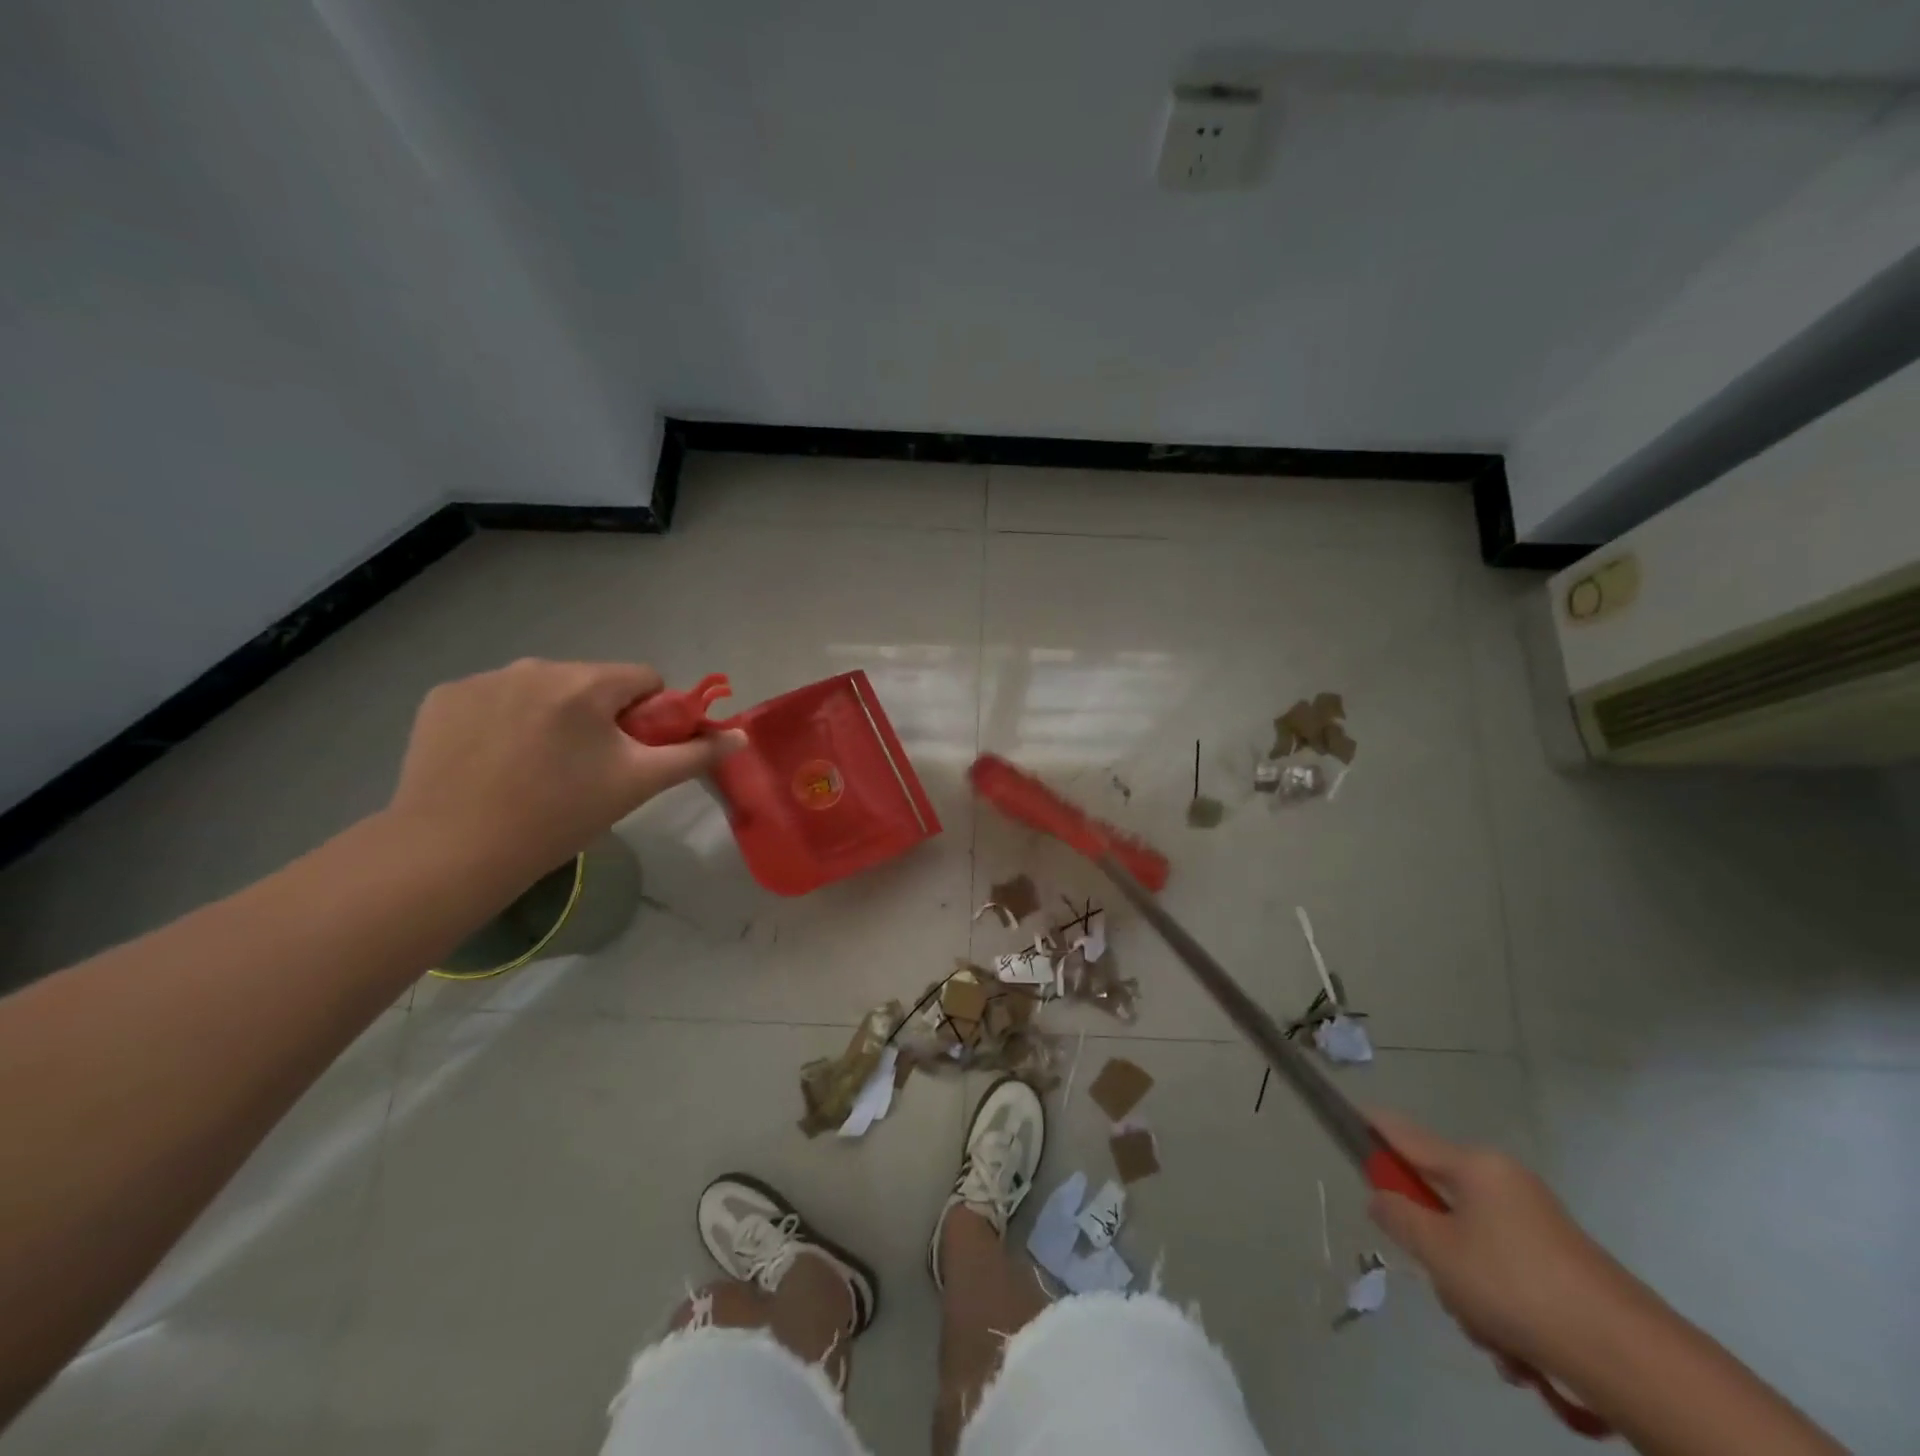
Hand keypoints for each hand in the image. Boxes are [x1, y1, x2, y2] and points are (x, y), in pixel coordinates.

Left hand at [387, 659, 741, 881]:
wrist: (453, 852)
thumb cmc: (559, 816)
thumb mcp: (637, 785)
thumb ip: (694, 754)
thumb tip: (741, 736)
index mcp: (586, 683)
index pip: (643, 679)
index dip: (650, 715)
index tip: (633, 753)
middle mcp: (534, 666)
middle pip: (592, 683)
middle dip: (599, 716)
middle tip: (587, 769)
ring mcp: (483, 679)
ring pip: (543, 690)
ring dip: (552, 716)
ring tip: (536, 769)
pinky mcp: (443, 697)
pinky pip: (495, 698)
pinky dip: (503, 721)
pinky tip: (493, 762)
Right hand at [1366, 1111, 1629, 1373]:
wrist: (1630, 1359)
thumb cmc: (1516, 1287)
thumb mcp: (1439, 1253)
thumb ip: (1398, 1217)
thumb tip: (1381, 1196)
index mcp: (1475, 1166)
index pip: (1404, 1133)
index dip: (1371, 1125)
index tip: (1344, 1116)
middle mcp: (1504, 1184)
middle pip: (1439, 1204)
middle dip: (1434, 1252)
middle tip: (1443, 1285)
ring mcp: (1536, 1225)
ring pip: (1470, 1248)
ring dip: (1468, 1294)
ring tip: (1491, 1336)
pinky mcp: (1560, 1267)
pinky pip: (1505, 1276)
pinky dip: (1501, 1312)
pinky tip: (1517, 1353)